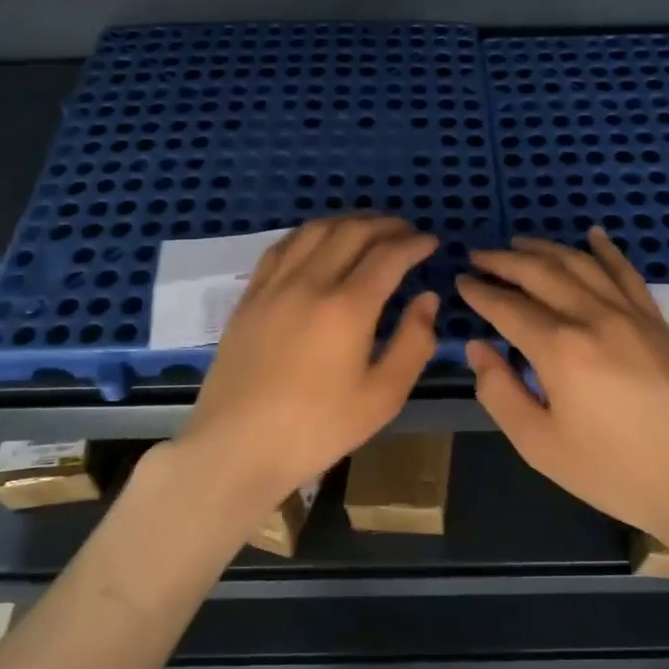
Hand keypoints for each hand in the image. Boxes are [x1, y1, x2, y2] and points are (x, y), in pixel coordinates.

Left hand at [178, 214, 438, 503]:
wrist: (237, 446)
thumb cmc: (317, 428)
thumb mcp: (383, 397)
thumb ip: (413, 343)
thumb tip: (427, 299)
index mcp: (347, 308)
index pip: (388, 256)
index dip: (414, 243)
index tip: (431, 243)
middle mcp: (310, 282)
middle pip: (352, 232)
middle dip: (386, 225)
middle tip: (406, 232)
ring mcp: (274, 285)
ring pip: (314, 230)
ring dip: (348, 222)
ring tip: (368, 229)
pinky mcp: (250, 296)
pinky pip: (282, 246)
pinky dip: (309, 234)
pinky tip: (318, 241)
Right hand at [457, 228, 668, 545]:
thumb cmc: (612, 470)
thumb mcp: (538, 444)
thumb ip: (499, 391)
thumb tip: (478, 348)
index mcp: (559, 349)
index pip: (508, 307)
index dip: (480, 292)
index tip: (460, 281)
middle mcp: (593, 317)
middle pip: (540, 273)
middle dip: (504, 261)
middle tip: (479, 255)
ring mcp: (630, 314)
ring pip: (580, 264)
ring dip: (545, 248)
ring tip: (519, 242)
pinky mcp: (656, 320)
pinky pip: (626, 273)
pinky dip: (606, 250)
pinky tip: (593, 234)